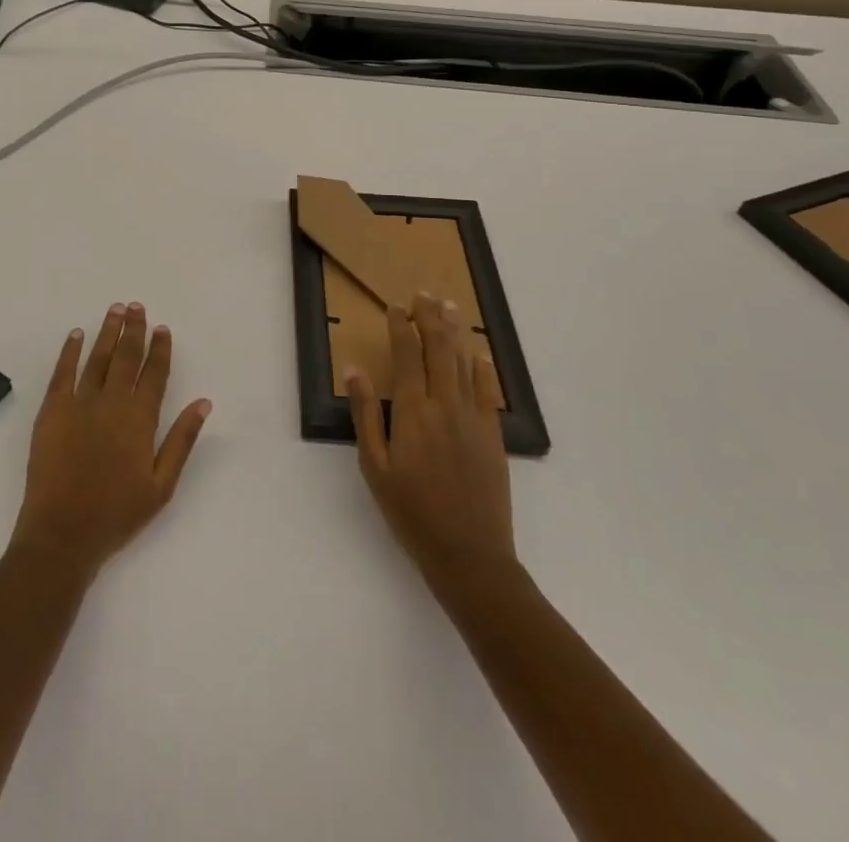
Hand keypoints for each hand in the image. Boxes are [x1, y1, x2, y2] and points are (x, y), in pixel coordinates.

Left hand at [9, 302, 211, 580]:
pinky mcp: (52, 411)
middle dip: (133, 329)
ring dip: (107, 332)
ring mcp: (79, 404)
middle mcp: (112, 403)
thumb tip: (203, 402)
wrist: (62, 534)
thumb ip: (182, 440)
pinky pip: (62, 372)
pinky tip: (76, 334)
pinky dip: (70, 351)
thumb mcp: (162, 486)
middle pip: (126, 357)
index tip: (163, 328)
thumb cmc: (117, 514)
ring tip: (114, 309)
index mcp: (140, 420)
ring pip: (97, 358)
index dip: (160, 349)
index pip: (154, 374)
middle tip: (136, 306)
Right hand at [346, 293, 517, 600]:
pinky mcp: (493, 434)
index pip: (407, 354)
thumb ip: (365, 415)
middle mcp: (445, 404)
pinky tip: (478, 354)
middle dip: (429, 317)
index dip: (400, 326)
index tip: (395, 307)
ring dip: (455, 332)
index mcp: (413, 411)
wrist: (469, 554)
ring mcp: (474, 417)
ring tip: (449, 307)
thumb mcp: (375, 466)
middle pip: (438, 349)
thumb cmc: (411, 512)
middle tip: (423, 294)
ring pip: (464, 362)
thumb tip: (354, 370)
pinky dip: (482, 368)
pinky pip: (489, 390)